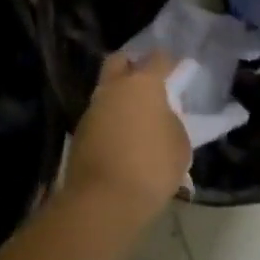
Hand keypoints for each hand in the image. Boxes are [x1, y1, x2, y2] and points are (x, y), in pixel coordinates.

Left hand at [62, 51, 190, 230]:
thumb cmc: (151, 167)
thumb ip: (172, 121)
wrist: (103, 201)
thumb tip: (162, 117)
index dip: (170, 62)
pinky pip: (100, 116)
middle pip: (120, 61)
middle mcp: (114, 88)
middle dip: (133, 65)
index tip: (179, 71)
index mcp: (143, 83)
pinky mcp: (80, 133)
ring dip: (120, 96)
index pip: (158, 58)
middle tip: (149, 81)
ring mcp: (92, 109)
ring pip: (107, 90)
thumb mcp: (179, 144)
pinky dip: (111, 119)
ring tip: (138, 117)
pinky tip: (124, 138)